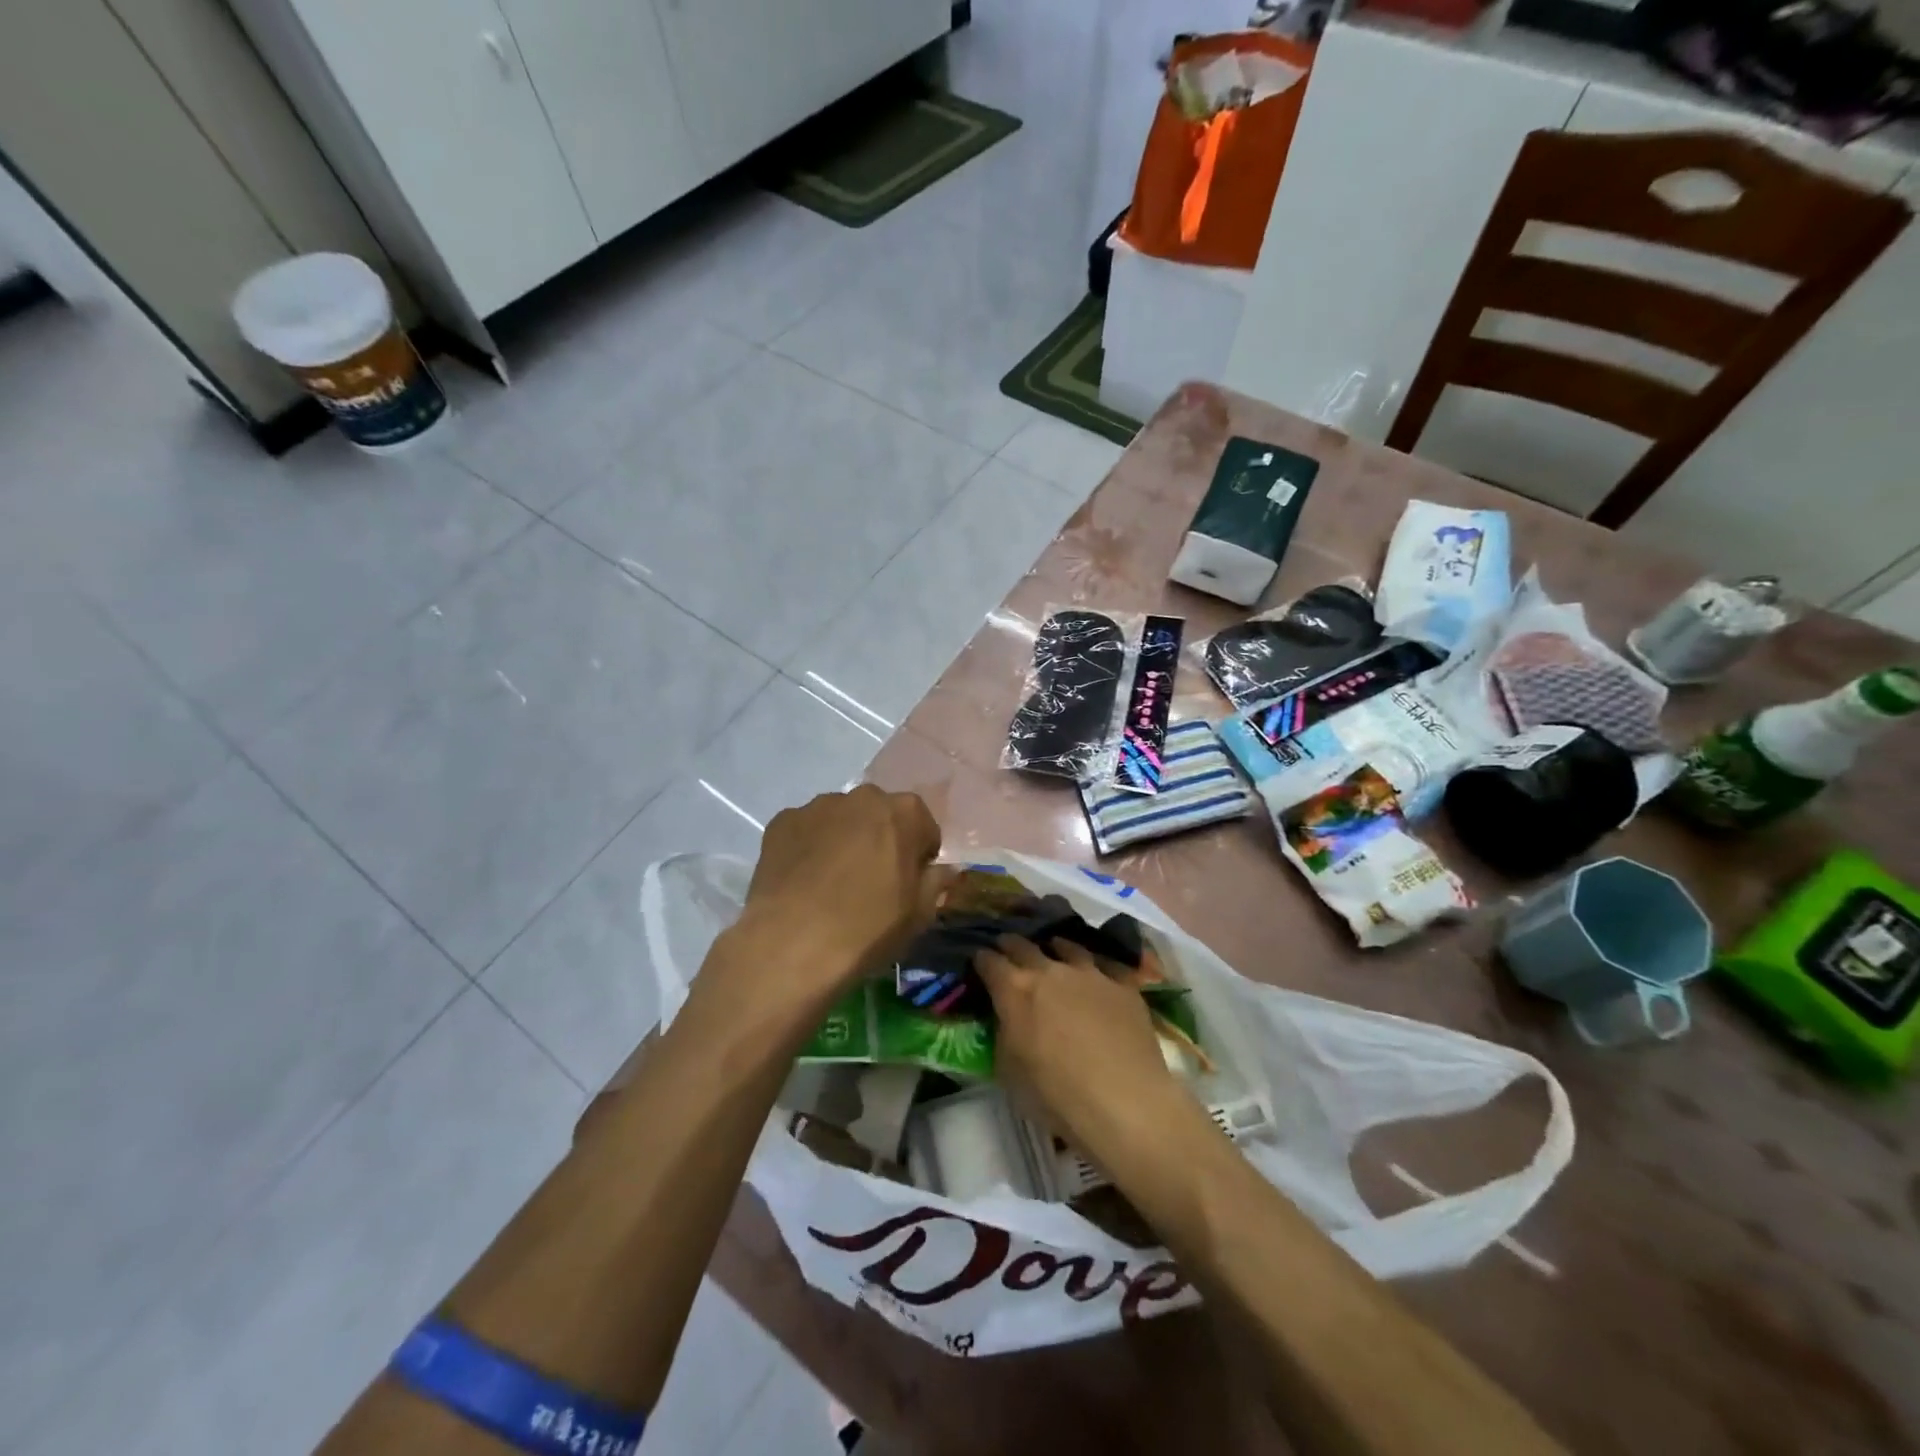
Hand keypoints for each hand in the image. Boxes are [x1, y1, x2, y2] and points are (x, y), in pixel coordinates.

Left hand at [735, 785, 946, 997]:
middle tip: (871, 882)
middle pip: (879, 815)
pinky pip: (805, 831)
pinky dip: (808, 848)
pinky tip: (803, 882)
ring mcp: (818, 806)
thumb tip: (944, 869)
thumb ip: (936, 882)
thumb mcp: (919, 914)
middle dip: (880, 840)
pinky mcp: (782, 821)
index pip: (923, 827)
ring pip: (840, 820)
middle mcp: (862, 797)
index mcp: (905, 812)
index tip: (908, 883)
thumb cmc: (868, 928)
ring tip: (831, 883)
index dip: (919, 856)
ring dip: (843, 840)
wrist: (793, 944)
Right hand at [974, 935, 1190, 1158]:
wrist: (1124, 1102)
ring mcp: (1090, 973)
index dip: (982, 960)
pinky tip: (1097, 973)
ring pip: (1067, 947)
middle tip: (1007, 949)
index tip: (979, 963)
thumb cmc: (1056, 1095)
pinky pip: (1107, 965)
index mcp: (1015, 990)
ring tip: (1053, 949)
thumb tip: (1005, 1018)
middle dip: (1011, 946)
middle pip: (1024, 946)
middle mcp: (1050, 970)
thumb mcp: (1009, 1071)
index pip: (989, 961)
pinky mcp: (1123, 985)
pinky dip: (1096, 967)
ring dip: (1055, 948)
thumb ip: (1003, 1034)